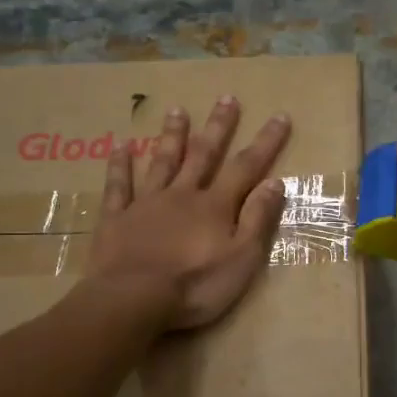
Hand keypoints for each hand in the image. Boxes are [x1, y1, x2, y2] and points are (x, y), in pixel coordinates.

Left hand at [88, 96, 291, 330]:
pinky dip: (119, 165)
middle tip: (227, 98)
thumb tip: (275, 183)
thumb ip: (257, 220)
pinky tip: (119, 146)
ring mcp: (146, 204)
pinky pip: (119, 186)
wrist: (133, 299)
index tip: (279, 116)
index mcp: (215, 207)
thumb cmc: (194, 286)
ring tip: (177, 110)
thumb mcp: (241, 259)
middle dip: (218, 127)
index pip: (246, 167)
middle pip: (203, 155)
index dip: (265, 143)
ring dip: (172, 136)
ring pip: (162, 162)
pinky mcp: (117, 219)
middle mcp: (182, 195)